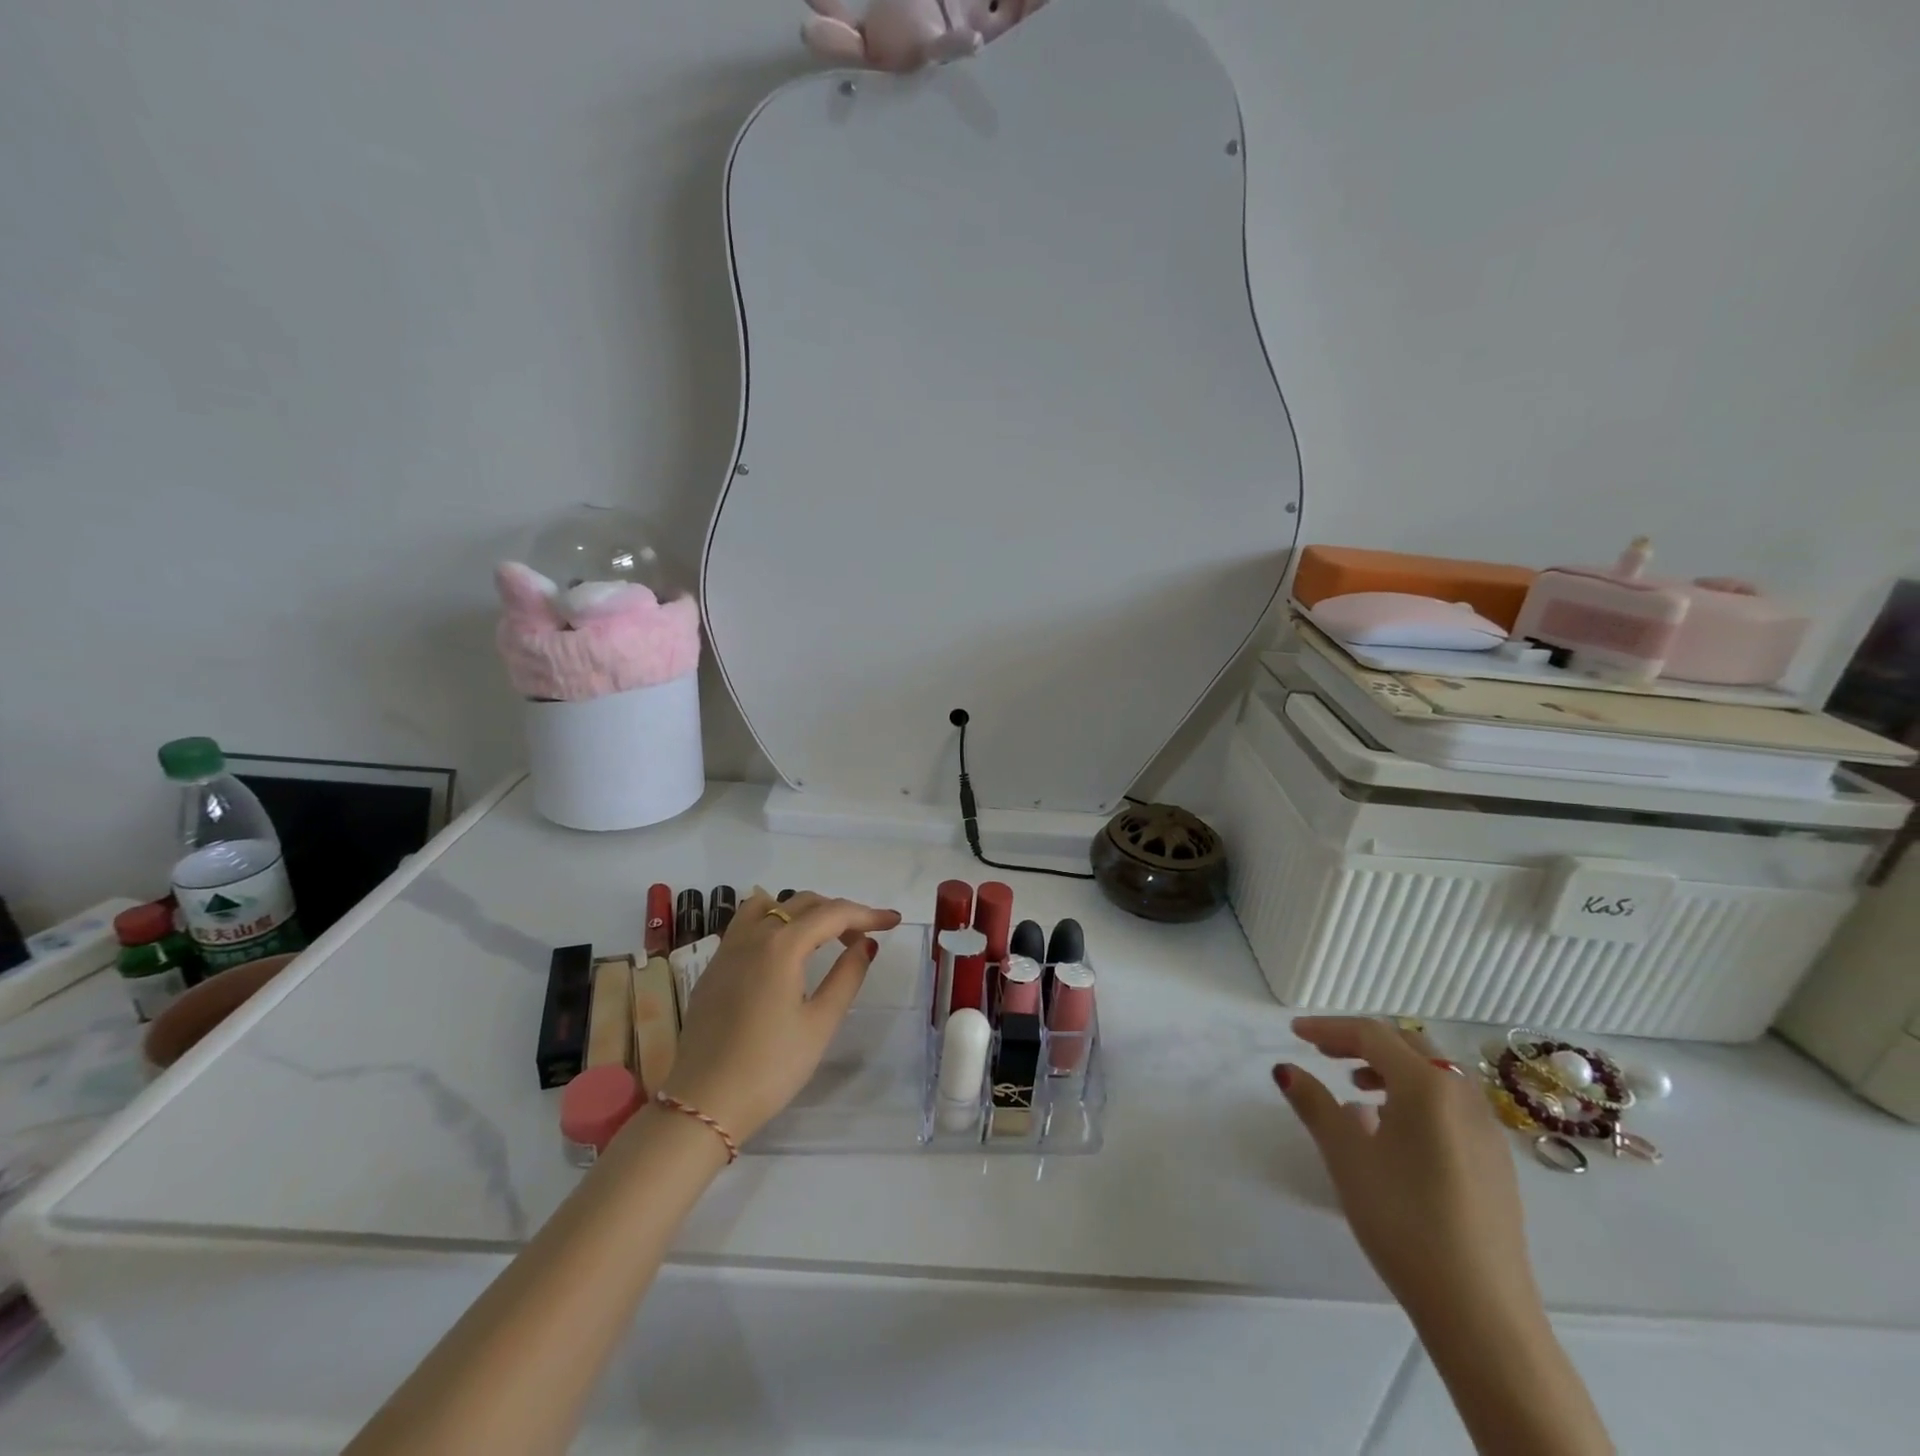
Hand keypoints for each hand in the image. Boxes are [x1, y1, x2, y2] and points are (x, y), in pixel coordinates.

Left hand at [659, 888, 901, 1143]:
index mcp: (781, 946)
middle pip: (802, 903)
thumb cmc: (770, 1067)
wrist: (703, 1104)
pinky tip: (784, 953)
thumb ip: (847, 976)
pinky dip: (774, 923)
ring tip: (823, 937)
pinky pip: (746, 924)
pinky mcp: (713, 968)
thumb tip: (865, 944)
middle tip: (863, 938)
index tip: (893, 920)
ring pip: (769, 906)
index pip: (832, 914)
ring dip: (802, 912)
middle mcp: (752, 936)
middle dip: (838, 913)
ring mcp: (727, 949)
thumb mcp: (820, 1024)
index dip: (867, 913)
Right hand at [1275, 1017, 1538, 1329]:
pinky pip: (1450, 1105)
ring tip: (1356, 1089)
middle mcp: (1463, 1096)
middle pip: (1407, 1046)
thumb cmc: (1403, 1220)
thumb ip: (1314, 1103)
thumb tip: (1285, 1069)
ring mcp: (1486, 1131)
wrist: (1481, 1312)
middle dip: (1361, 1042)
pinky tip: (1393, 1131)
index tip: (1294, 1033)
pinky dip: (1415, 1097)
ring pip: (1434, 1075)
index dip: (1329, 1028)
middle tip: (1323, 1053)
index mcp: (1427, 1086)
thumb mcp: (1345, 1156)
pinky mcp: (1495, 1162)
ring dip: (1390, 1068)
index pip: (1372, 1035)